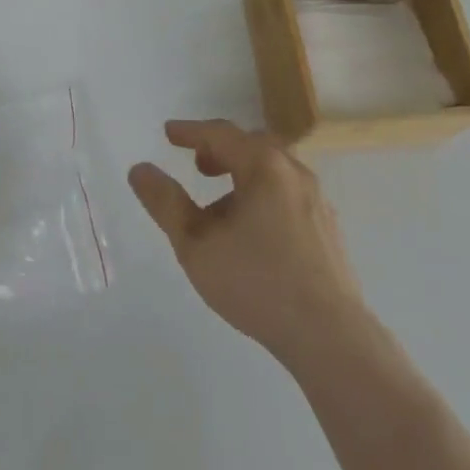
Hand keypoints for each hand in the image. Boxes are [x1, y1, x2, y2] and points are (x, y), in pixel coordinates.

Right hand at [130, 120, 366, 364]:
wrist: (330, 336)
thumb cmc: (257, 282)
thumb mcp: (196, 245)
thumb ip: (166, 203)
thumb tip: (139, 169)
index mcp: (263, 165)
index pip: (221, 134)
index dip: (191, 132)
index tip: (169, 133)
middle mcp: (294, 171)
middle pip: (252, 145)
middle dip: (221, 150)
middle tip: (198, 166)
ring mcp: (316, 199)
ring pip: (274, 170)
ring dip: (243, 174)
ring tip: (222, 204)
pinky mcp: (329, 227)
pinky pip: (289, 193)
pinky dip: (264, 194)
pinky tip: (255, 230)